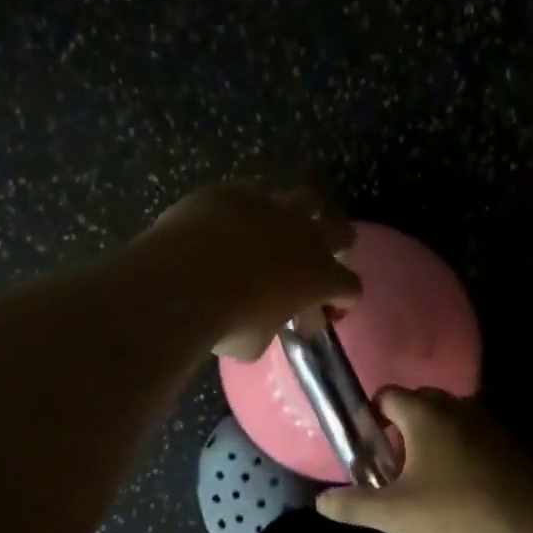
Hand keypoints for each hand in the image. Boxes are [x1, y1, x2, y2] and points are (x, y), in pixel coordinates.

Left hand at [144, 183, 360, 359]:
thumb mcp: (254, 343)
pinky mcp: (237, 190)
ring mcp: (273, 207)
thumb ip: (270, 327)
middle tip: (317, 258)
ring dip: (300, 213)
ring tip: (282, 226)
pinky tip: (236, 216)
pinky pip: (256, 189)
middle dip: (336, 244)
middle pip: (343, 231)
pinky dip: (252, 204)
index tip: (327, 309)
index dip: (342, 299)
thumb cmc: (225, 322)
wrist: (180, 281)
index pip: (351, 287)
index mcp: (320, 278)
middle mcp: (307, 236)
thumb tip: (265, 322)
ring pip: (306, 198)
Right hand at [317, 387, 532, 532]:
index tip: (369, 446)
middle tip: (395, 462)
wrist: (531, 521)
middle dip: (402, 425)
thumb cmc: (456, 509)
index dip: (372, 416)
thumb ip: (355, 505)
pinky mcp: (508, 441)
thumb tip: (321, 502)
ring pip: (448, 416)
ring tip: (426, 473)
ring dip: (434, 435)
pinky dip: (460, 446)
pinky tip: (460, 481)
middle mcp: (455, 406)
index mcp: (423, 414)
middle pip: (418, 402)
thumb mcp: (396, 514)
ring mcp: (486, 421)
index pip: (387, 395)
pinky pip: (473, 433)